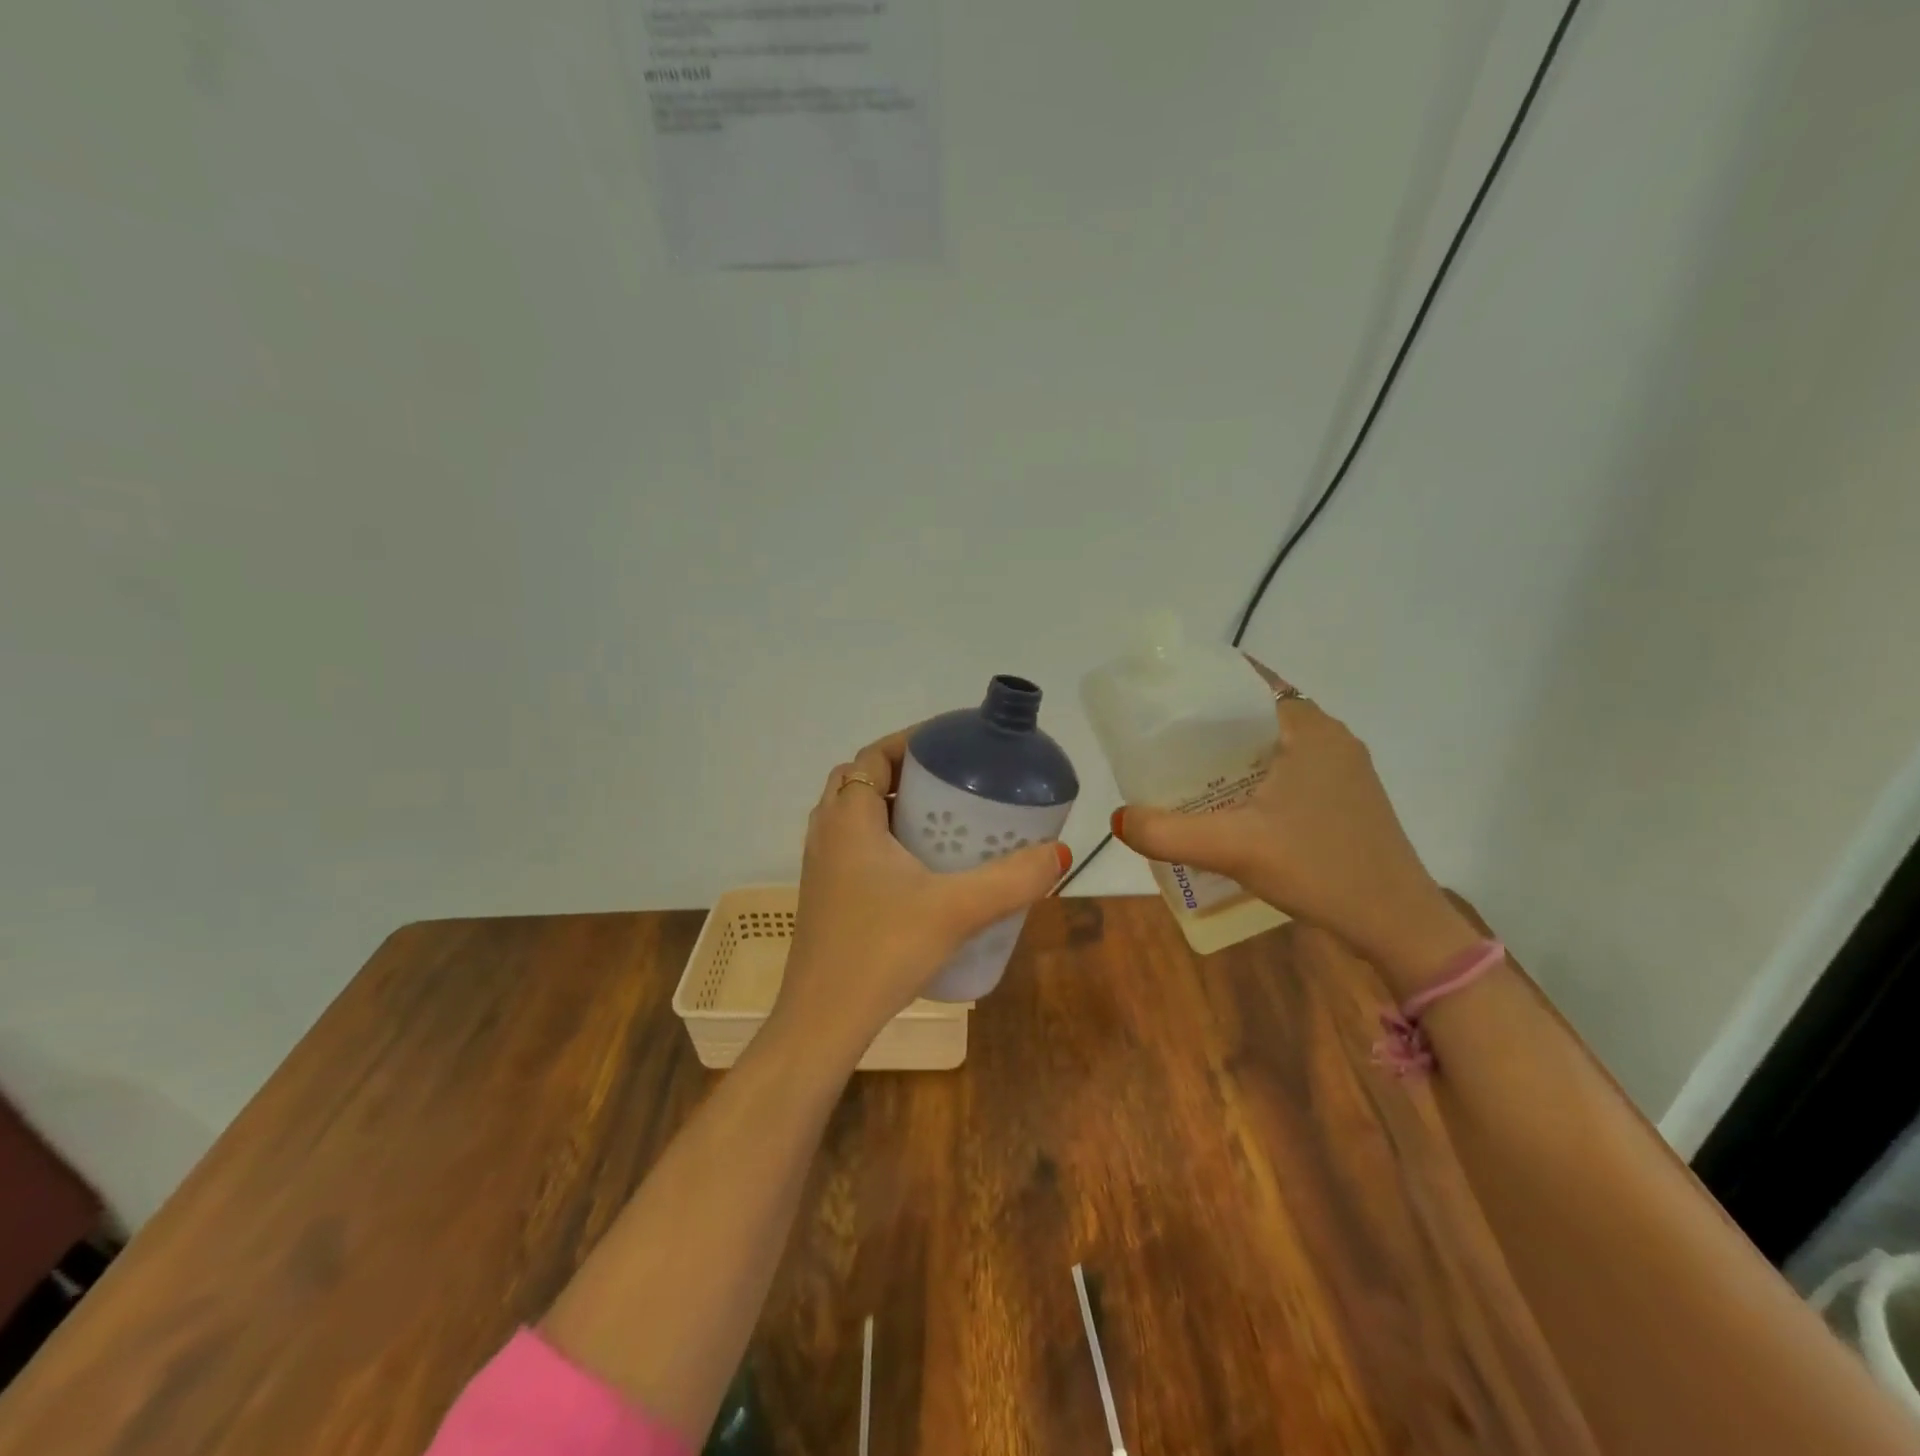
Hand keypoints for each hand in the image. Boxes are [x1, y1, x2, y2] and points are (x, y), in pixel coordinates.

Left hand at [775, 726, 1070, 1055]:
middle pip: (862, 780)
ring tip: (941, 820)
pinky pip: (853, 847)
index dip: (911, 741)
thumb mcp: (956, 910)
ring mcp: (820, 866)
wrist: (823, 1022)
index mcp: (850, 819)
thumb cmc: (882, 951)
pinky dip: (882, 839)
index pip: (874, 755)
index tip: (952, 746)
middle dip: (904, 772)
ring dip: (892, 806)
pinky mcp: (824, 896)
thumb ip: (1012, 880)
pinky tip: (919, 871)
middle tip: (952, 784)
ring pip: (855, 815)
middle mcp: (827, 833)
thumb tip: (1059, 852)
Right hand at [1109, 659, 1475, 992]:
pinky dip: (1255, 776)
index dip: (1205, 685)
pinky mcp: (1345, 800)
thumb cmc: (1321, 869)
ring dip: (1232, 754)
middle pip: (1257, 714)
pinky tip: (1228, 804)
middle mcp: (1331, 739)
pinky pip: (1289, 770)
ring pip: (1273, 745)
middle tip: (1162, 741)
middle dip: (1210, 724)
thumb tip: (1118, 819)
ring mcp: (1343, 771)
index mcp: (1311, 730)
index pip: (1249, 684)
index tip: (1164, 699)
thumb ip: (1168, 832)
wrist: (1398, 925)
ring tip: (1184, 771)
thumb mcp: (1235, 848)